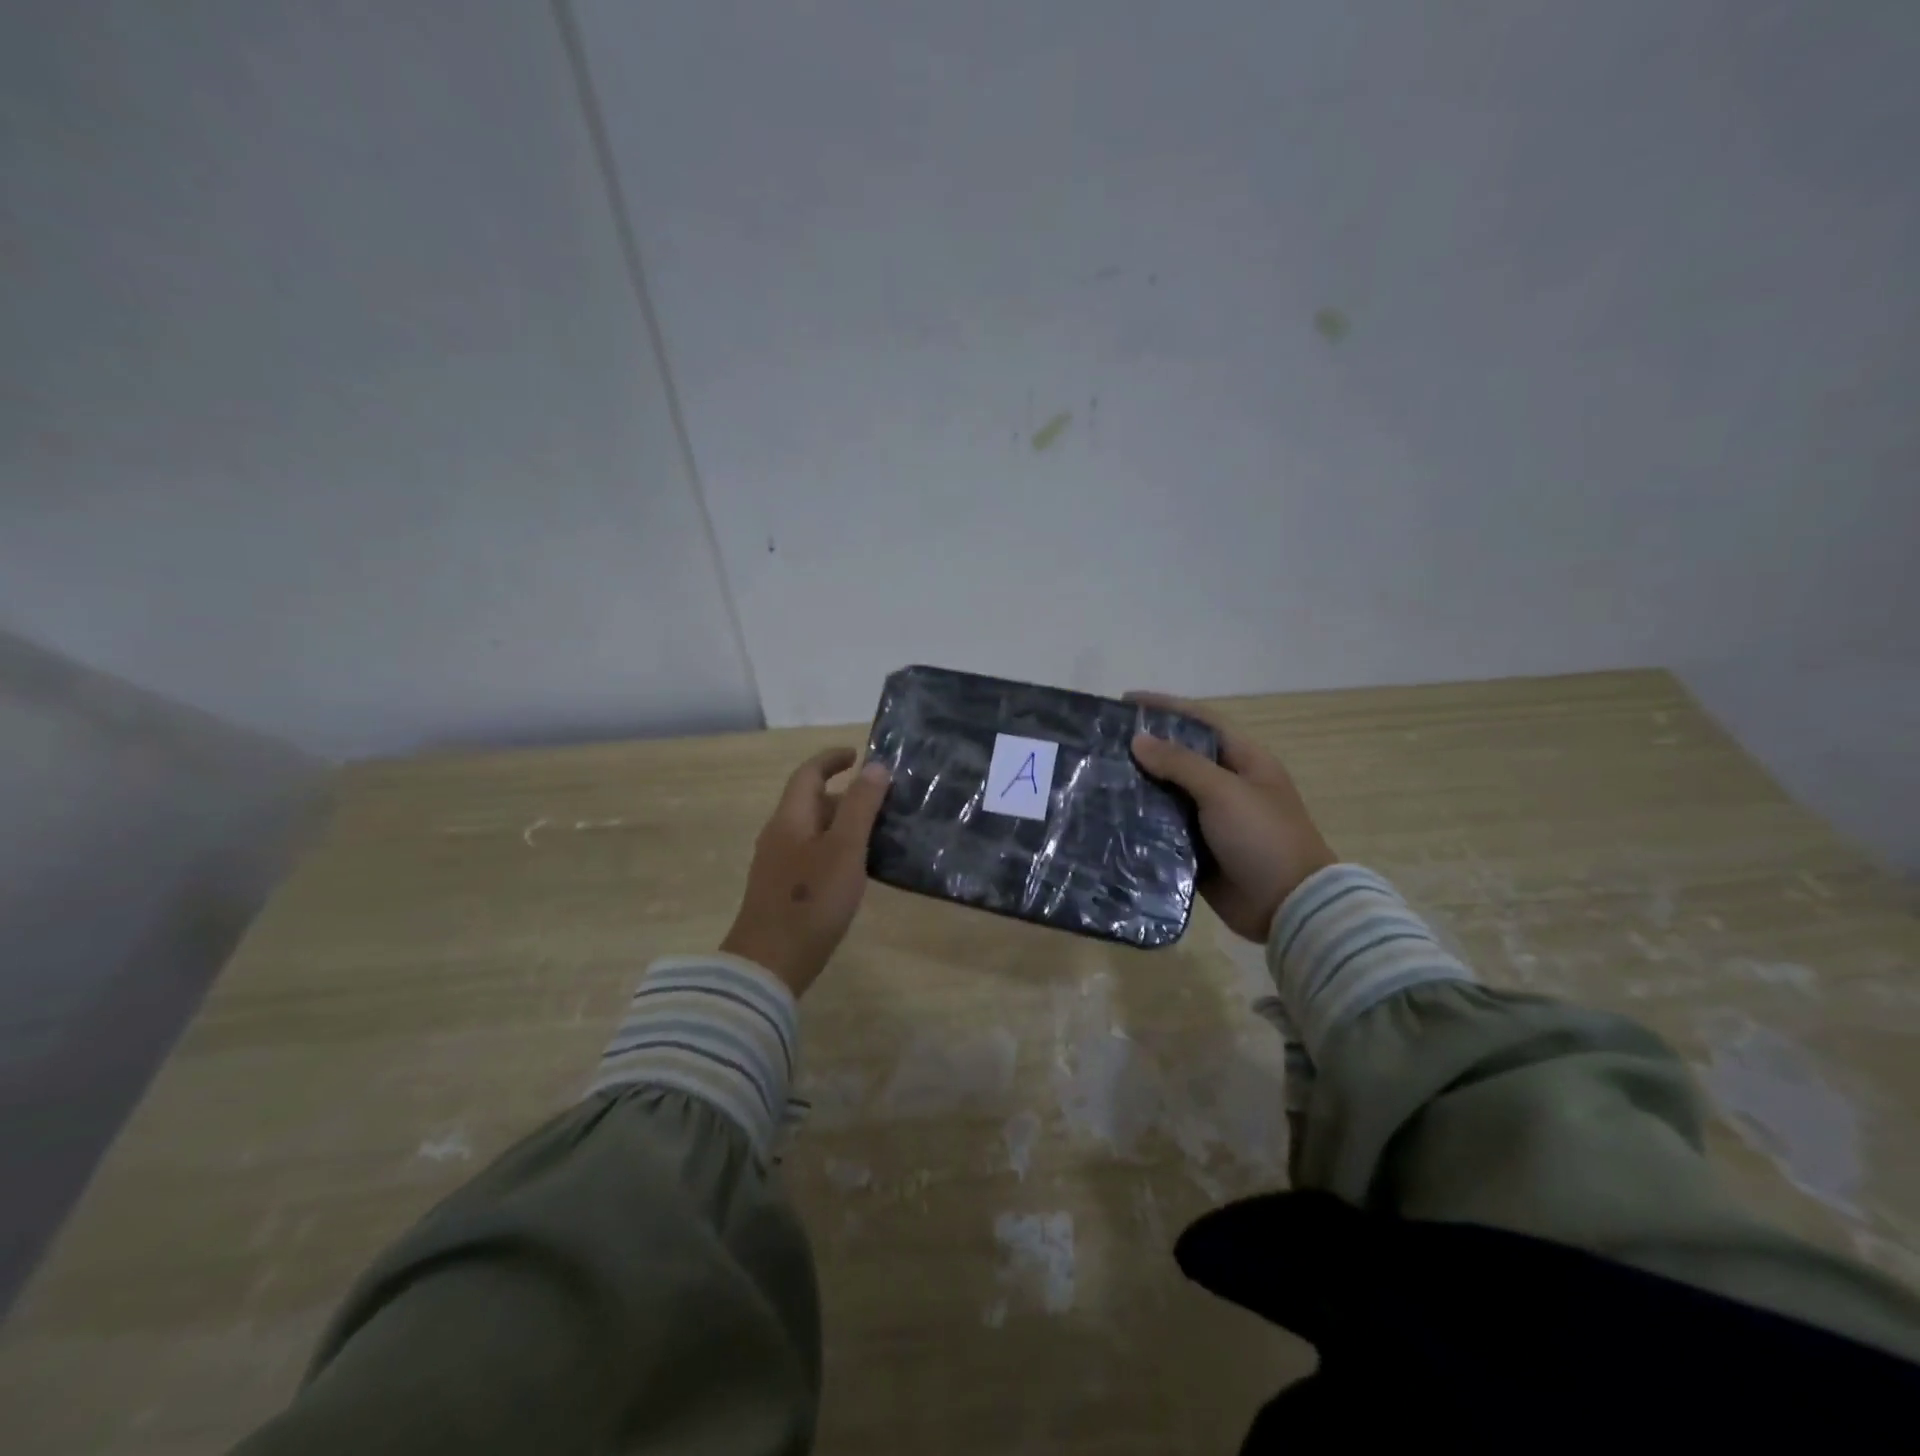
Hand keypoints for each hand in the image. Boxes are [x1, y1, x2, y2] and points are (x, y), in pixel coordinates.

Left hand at [719, 748, 890, 995]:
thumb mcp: (845, 848)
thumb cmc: (810, 901)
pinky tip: (856, 872)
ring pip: (812, 831)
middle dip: (844, 795)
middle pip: (810, 802)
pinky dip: (835, 850)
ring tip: (877, 835)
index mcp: (790, 819)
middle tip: (882, 803)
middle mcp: (778, 836)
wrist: (768, 964)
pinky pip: (811, 855)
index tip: (859, 755)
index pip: (808, 774)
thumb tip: (875, 766)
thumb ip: (861, 805)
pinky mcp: (781, 891)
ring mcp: (776, 865)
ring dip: (842, 824)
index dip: (831, 759)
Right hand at [1127, 693, 1336, 942]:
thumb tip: (1138, 740)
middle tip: (1102, 743)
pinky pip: (1165, 829)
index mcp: (1244, 761)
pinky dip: (1142, 823)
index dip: (1165, 707)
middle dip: (1145, 748)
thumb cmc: (1263, 837)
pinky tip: (1110, 818)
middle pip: (1180, 756)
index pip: (1200, 721)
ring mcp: (1212, 819)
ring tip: (1098, 777)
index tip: (1125, 701)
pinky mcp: (1198, 850)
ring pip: (1168, 794)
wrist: (1288, 907)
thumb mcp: (1224, 792)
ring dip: (1139, 786)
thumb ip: (1180, 763)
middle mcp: (1227, 785)